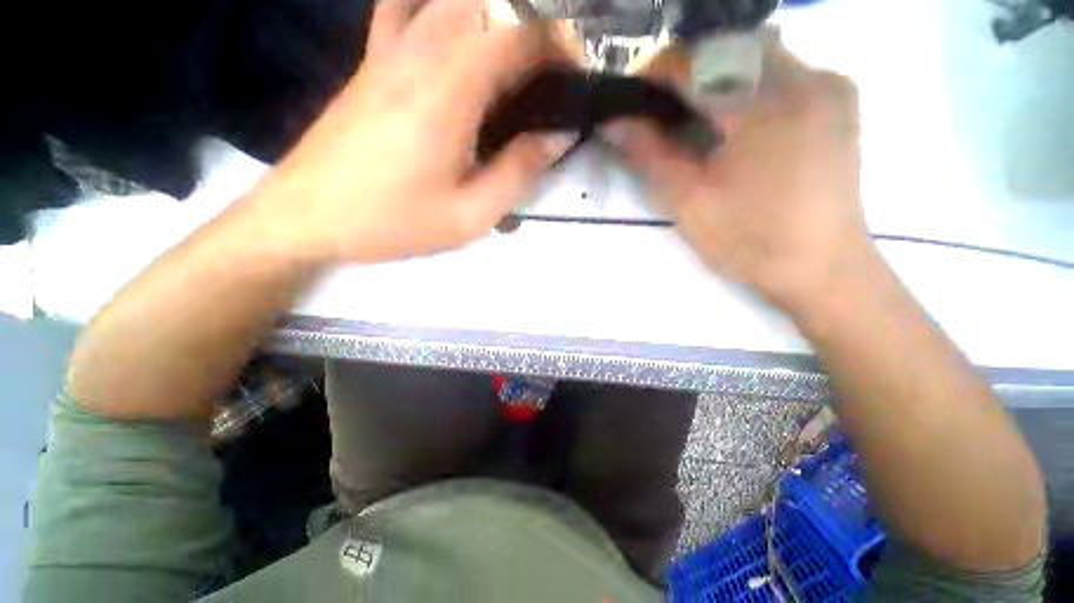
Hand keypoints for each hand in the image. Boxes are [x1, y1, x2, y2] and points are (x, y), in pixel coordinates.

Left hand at [244, 0, 572, 263]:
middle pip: (488, 6)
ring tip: (508, 66)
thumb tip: (558, 136)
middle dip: (530, 32)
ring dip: (490, 19)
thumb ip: (519, 172)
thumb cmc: (393, 222)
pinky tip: (450, 39)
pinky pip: (404, 9)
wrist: (307, 216)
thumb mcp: (470, 215)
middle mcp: (420, 52)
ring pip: (448, 0)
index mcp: (450, 91)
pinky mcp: (370, 63)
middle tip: (545, 79)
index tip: (577, 74)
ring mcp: (388, 51)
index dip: (558, 46)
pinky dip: (436, 9)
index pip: (517, 36)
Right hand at [606, 37, 869, 315]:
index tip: (628, 103)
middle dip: (682, 76)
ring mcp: (828, 83)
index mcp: (766, 105)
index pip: (696, 61)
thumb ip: (649, 156)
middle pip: (726, 48)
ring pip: (752, 55)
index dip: (653, 75)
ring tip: (689, 119)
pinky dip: (743, 84)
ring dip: (712, 79)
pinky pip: (779, 70)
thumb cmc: (751, 242)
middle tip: (656, 115)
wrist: (823, 268)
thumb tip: (614, 122)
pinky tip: (731, 120)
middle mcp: (805, 76)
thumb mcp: (689, 203)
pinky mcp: (837, 98)